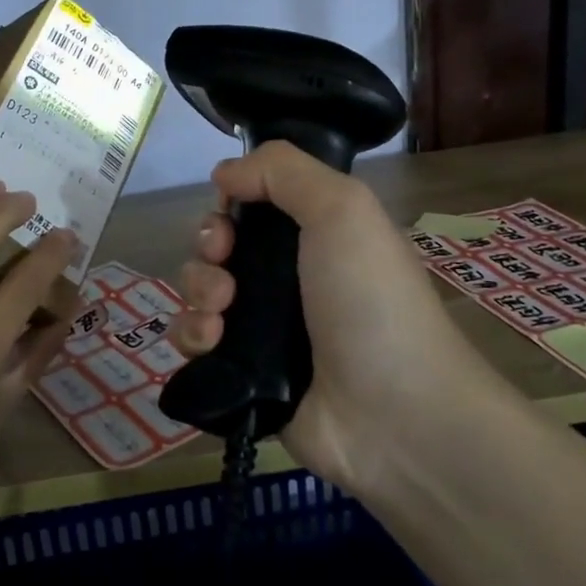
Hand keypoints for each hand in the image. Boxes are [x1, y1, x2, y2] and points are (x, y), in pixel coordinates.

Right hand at [170, 142, 468, 495]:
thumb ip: (282, 170)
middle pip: (218, 244)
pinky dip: (192, 336)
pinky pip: (194, 342)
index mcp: (313, 235)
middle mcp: (285, 277)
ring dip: (197, 291)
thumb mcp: (343, 209)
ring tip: (221, 315)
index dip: (229, 204)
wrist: (394, 415)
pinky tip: (212, 343)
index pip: (250, 205)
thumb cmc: (371, 301)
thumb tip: (225, 172)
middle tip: (225, 267)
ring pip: (199, 290)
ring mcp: (262, 327)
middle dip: (208, 248)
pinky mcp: (240, 372)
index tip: (230, 215)